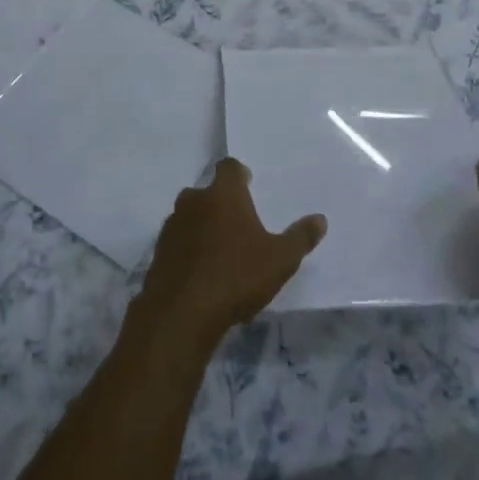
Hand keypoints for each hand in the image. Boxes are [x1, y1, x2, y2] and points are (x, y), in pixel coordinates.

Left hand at [135, 158, 325, 346]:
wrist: (181, 312)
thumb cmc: (236, 276)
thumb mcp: (280, 260)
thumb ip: (300, 238)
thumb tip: (320, 219)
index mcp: (223, 195)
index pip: (229, 167)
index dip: (239, 174)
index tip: (249, 185)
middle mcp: (194, 201)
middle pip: (208, 192)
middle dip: (222, 203)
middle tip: (239, 224)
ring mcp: (172, 225)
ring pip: (191, 216)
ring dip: (204, 226)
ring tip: (222, 252)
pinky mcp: (158, 251)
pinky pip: (179, 241)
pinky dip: (190, 249)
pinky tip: (203, 274)